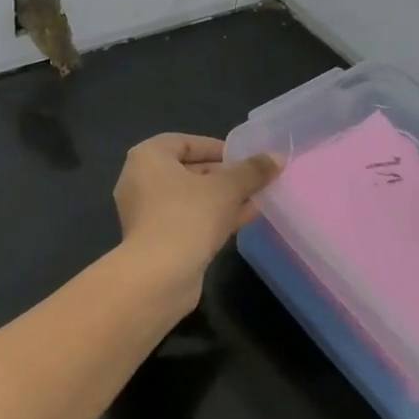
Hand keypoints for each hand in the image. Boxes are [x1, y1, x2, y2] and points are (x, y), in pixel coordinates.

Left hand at [114, 134, 278, 307]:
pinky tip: (246, 218)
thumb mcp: (226, 189)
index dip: (217, 147)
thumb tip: (278, 157)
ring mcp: (146, 212)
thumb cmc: (188, 216)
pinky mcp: (156, 239)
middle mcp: (140, 180)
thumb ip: (252, 171)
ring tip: (258, 196)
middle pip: (187, 170)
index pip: (184, 142)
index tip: (245, 157)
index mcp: (147, 157)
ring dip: (222, 197)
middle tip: (255, 178)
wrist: (159, 275)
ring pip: (190, 198)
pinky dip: (213, 216)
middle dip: (223, 174)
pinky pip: (188, 219)